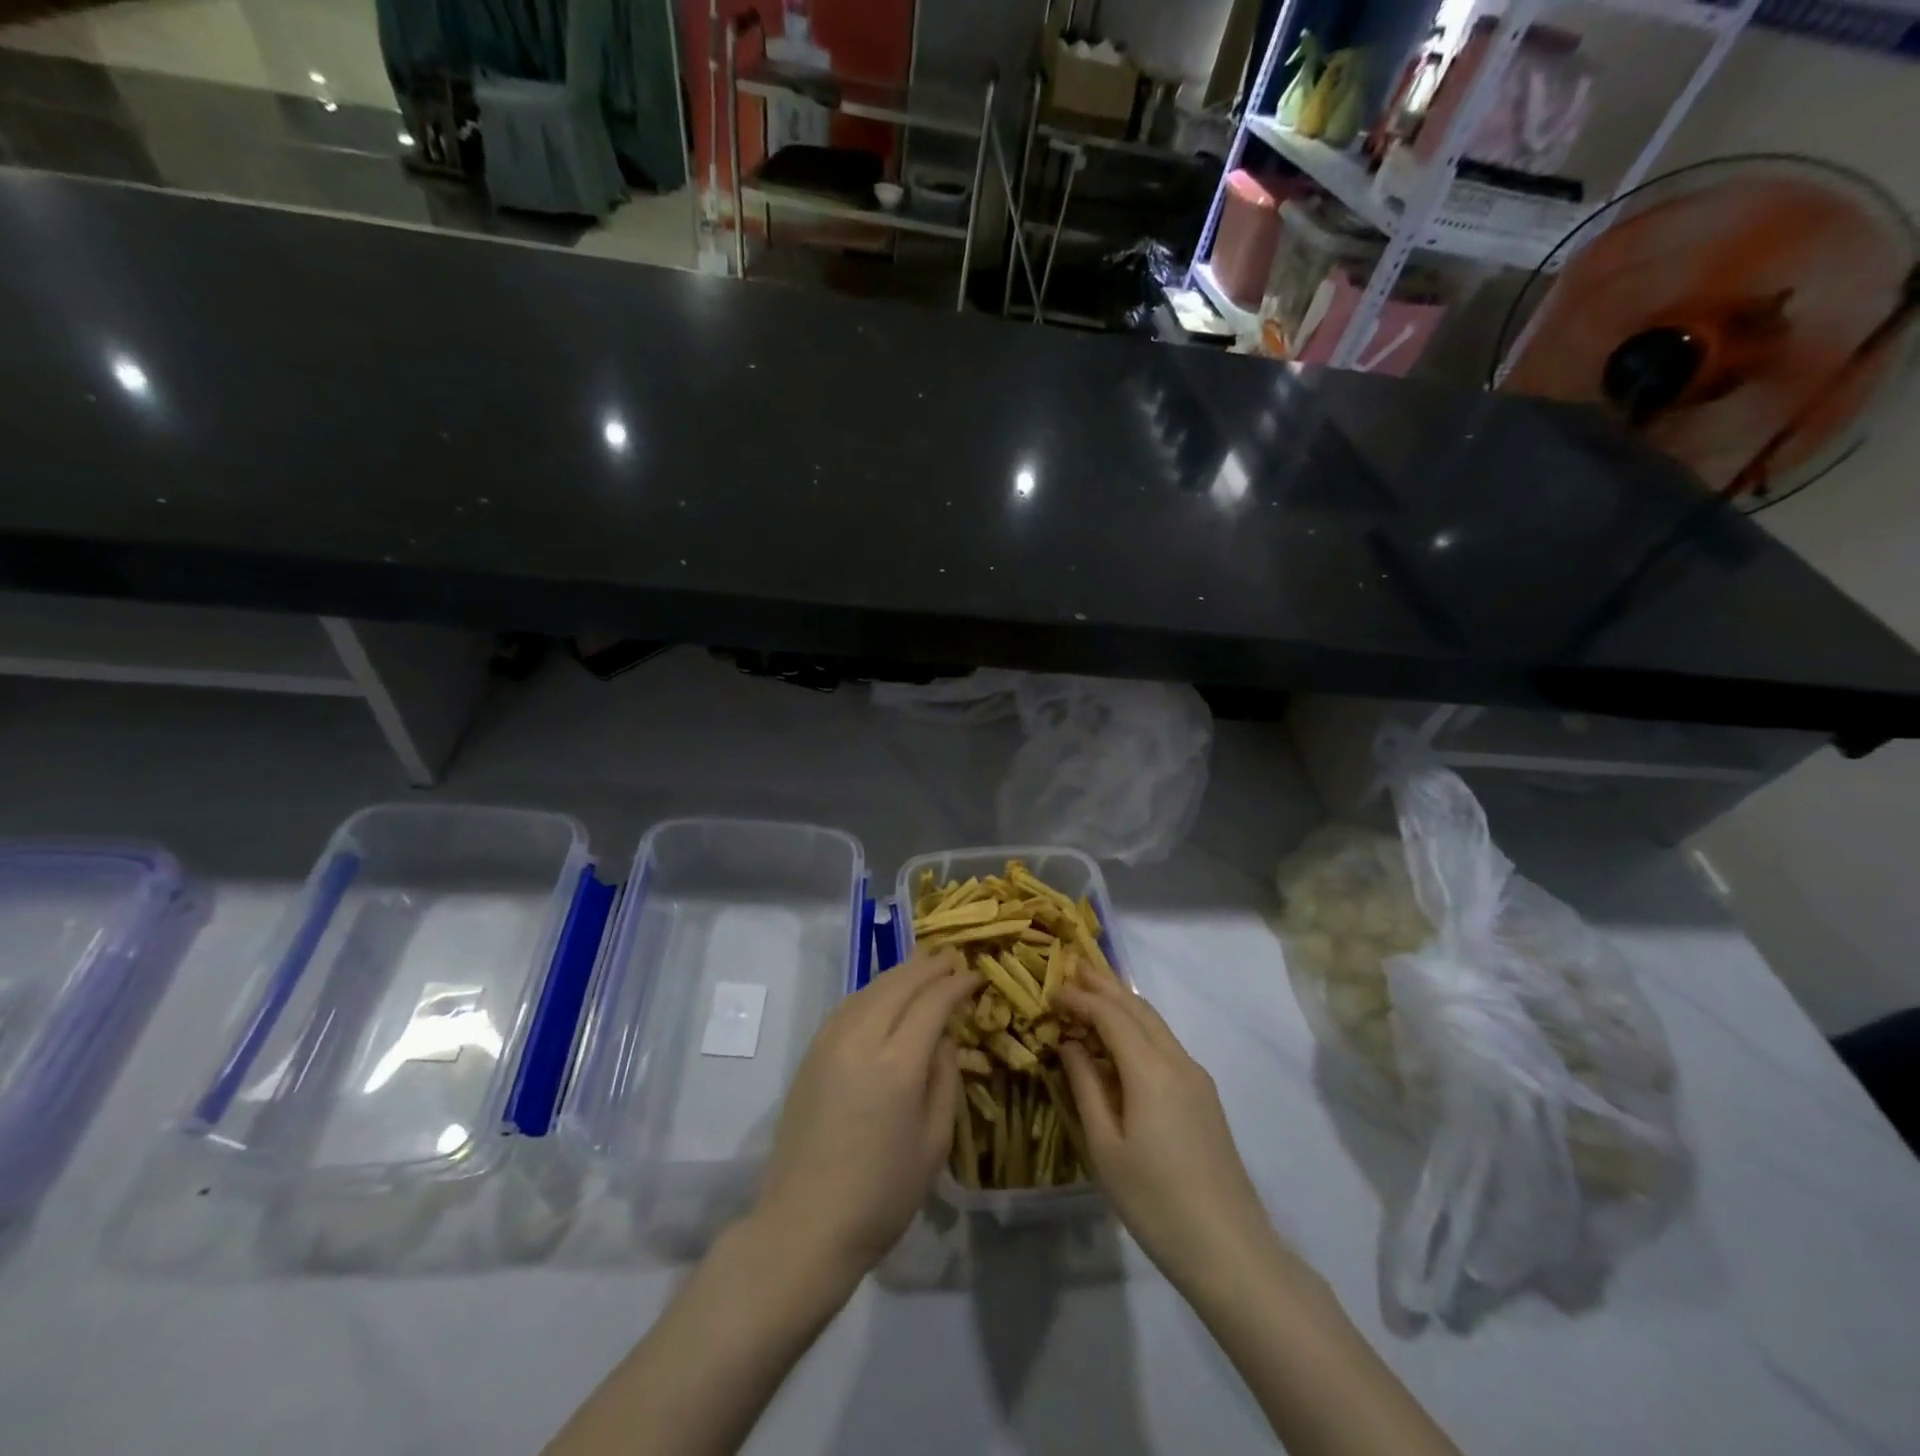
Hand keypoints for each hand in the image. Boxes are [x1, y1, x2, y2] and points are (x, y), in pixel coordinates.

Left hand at [753, 948, 978, 1282]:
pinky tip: (884, 994)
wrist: (805, 1225)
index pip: (932, 1002)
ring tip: (923, 965)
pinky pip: (848, 1005)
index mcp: (897, 1064)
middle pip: (899, 984)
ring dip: (900, 973)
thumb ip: (944, 1079)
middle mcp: (861, 1040)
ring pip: (870, 989)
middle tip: (952, 957)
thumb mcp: (934, 1143)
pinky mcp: (811, 1053)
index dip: (956, 984)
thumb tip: (943, 1037)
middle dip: (929, 966)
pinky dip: (873, 990)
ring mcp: (830, 1043)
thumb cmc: (882, 1194)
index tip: (974, 976)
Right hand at [1057, 976, 1274, 1294]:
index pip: (1110, 1015)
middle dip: (1105, 984)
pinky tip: (1124, 1035)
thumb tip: (1071, 1044)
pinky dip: (1139, 1025)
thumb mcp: (1106, 1147)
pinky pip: (1166, 1043)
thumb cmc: (1155, 1201)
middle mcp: (1177, 1061)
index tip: (1051, 990)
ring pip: (1155, 1023)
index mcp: (1150, 1070)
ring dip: (1124, 1001)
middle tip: (1074, 966)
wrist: (1230, 1249)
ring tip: (1095, 988)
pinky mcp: (1204, 1096)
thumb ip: (1086, 1087)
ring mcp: (1196, 1077)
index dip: (1080, 998)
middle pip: (1138, 1008)